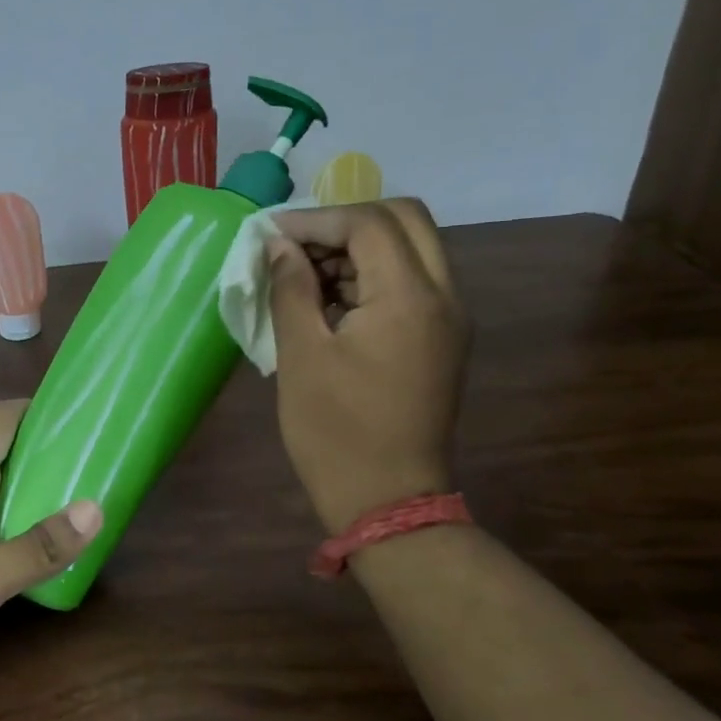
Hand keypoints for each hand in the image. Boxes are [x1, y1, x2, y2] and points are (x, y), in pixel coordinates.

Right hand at [266, 198, 469, 532]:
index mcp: (409, 297)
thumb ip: (290, 289)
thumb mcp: (301, 356)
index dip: (316, 220)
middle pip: (404, 220)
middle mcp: (443, 296)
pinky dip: (375, 274)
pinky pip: (414, 282)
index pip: (369, 222)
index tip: (270, 234)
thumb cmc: (335, 432)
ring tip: (306, 274)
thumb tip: (280, 247)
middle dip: (345, 221)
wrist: (388, 500)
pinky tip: (332, 300)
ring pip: (413, 248)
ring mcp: (450, 318)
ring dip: (361, 246)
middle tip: (296, 245)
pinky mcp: (443, 340)